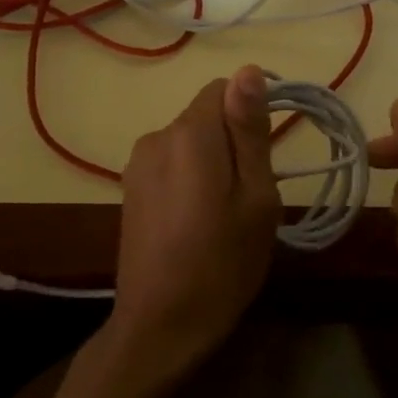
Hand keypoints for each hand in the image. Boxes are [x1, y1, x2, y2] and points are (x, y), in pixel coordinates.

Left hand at [108, 66, 281, 378]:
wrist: (160, 328)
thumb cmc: (222, 263)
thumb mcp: (256, 196)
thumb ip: (250, 129)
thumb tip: (249, 69)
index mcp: (189, 134)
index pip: (223, 88)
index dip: (251, 112)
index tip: (267, 153)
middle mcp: (157, 137)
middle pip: (206, 115)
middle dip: (233, 140)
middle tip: (252, 193)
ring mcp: (138, 163)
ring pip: (190, 140)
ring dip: (212, 159)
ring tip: (226, 211)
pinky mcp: (130, 187)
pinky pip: (172, 162)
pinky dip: (191, 177)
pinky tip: (197, 220)